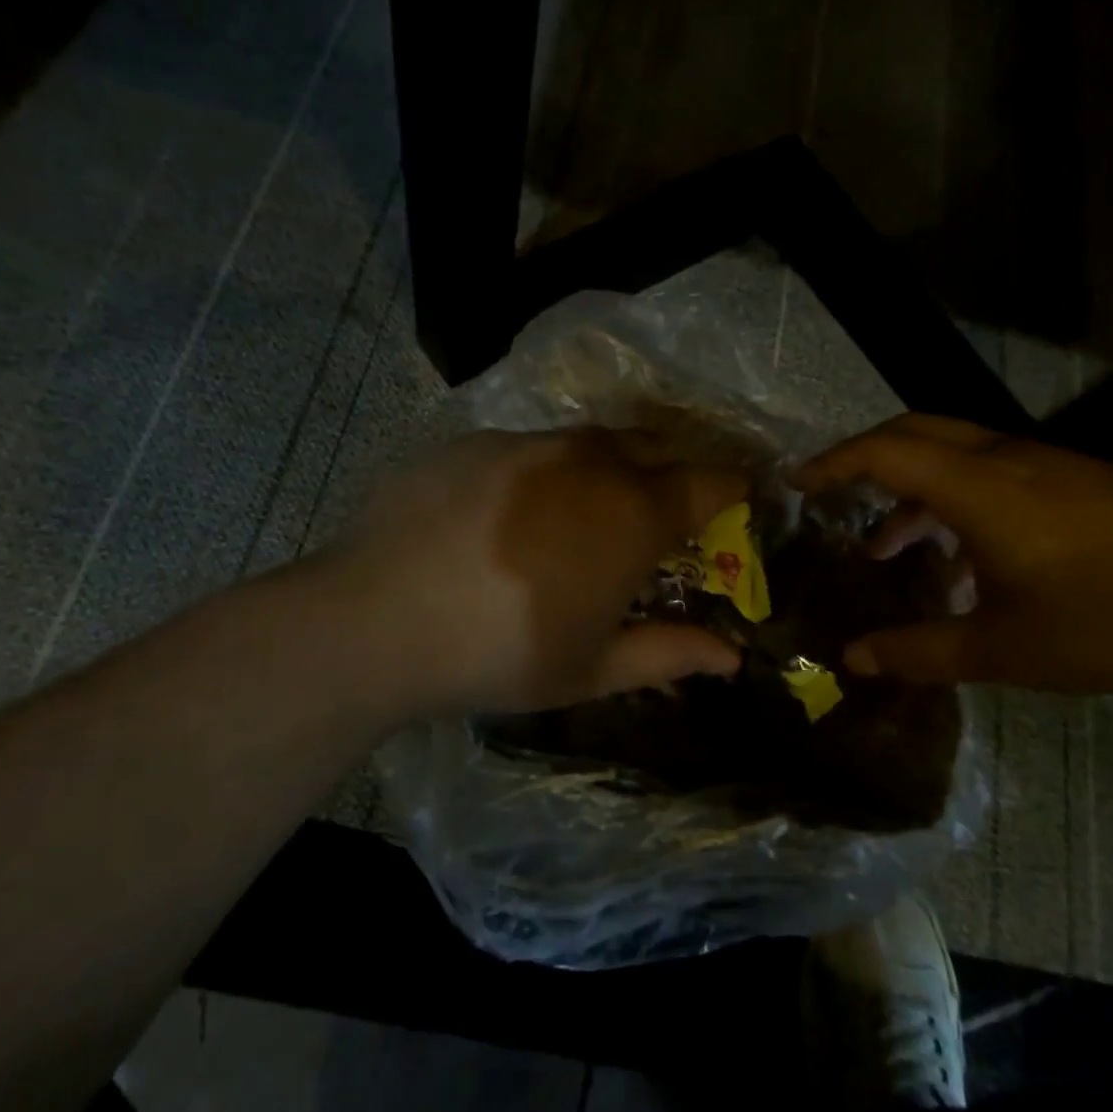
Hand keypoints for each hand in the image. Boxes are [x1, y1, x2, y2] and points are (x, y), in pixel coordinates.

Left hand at [331, 428, 748, 715]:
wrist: (376, 619)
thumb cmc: (500, 653)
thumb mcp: (593, 669)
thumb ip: (669, 654)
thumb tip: (731, 658)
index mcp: (633, 514)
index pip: (709, 483)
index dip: (731, 491)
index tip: (736, 503)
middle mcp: (589, 462)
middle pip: (656, 447)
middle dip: (674, 470)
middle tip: (665, 510)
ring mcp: (528, 444)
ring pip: (592, 442)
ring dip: (610, 467)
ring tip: (590, 510)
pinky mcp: (475, 442)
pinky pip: (531, 448)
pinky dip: (546, 473)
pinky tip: (515, 514)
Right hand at [796, 414, 1112, 698]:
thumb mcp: (1005, 650)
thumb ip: (919, 651)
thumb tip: (850, 659)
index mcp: (984, 489)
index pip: (886, 451)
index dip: (833, 463)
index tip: (794, 484)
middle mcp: (1013, 460)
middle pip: (918, 430)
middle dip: (865, 457)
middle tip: (830, 496)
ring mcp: (1055, 465)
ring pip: (958, 452)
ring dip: (913, 486)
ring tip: (887, 547)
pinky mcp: (1085, 482)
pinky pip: (997, 472)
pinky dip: (956, 498)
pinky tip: (964, 559)